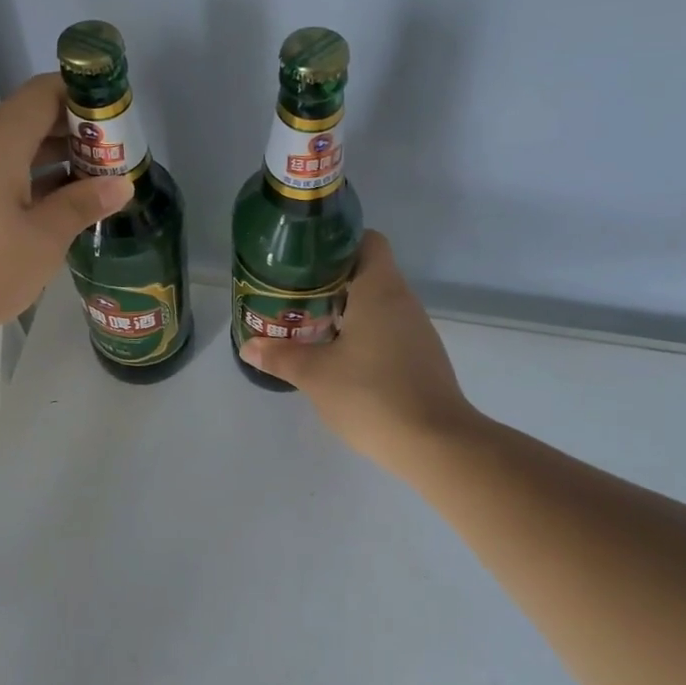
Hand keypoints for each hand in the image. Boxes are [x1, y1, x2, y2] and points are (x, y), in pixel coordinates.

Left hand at [0, 75, 131, 357]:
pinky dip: (28, 182)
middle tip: (117, 162)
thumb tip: (121, 184)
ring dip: (54, 163)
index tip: (119, 120)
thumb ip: (81, 206)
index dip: (85, 97)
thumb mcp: (41, 242)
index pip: (45, 92)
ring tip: (94, 187)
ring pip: (13, 150)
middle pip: (31, 119)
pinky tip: (52, 211)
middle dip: (77, 135)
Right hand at [241, 231, 483, 476]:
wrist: (435, 444)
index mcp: (380, 289)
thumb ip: (280, 356)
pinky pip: (387, 330)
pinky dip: (363, 334)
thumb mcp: (315, 375)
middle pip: (367, 272)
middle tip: (293, 297)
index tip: (305, 261)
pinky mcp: (421, 357)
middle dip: (329, 282)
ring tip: (309, 327)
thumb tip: (250, 346)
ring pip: (377, 304)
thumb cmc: (372, 395)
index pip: (367, 240)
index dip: (337, 243)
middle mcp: (403, 301)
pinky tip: (339, 359)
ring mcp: (417, 330)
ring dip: (345, 310)